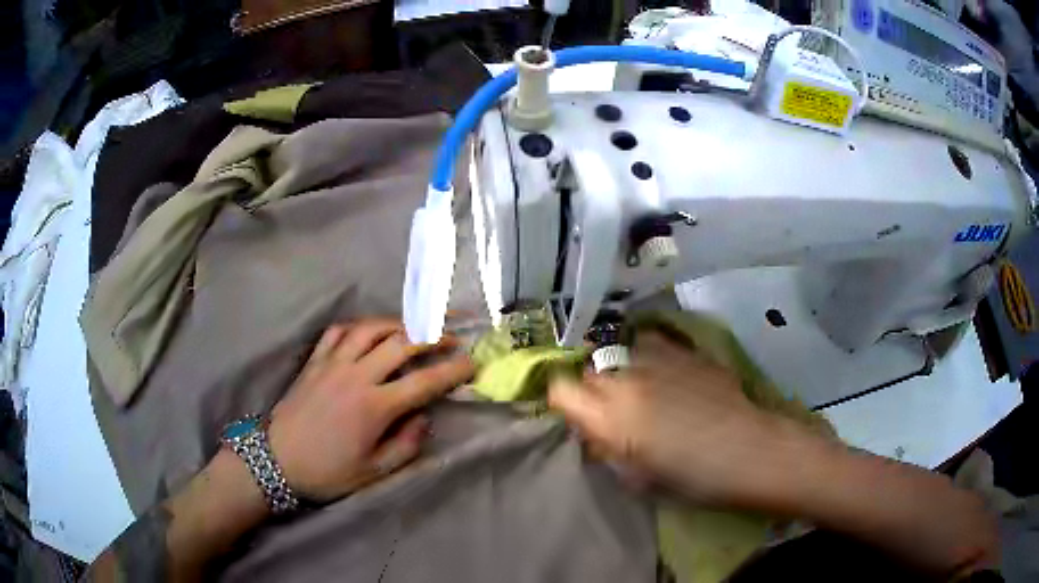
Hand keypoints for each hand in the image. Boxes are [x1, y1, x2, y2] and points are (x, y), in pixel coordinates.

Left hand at [267, 319, 473, 501]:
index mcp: (374, 407)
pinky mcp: (314, 361)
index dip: (452, 370)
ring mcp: (332, 363)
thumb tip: (424, 419)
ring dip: (399, 323)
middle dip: (433, 335)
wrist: (276, 460)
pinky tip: (369, 331)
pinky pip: (338, 331)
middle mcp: (356, 376)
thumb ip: (405, 446)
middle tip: (453, 335)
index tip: (472, 364)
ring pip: (370, 329)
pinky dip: (359, 326)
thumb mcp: (373, 472)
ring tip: (416, 326)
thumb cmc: (327, 471)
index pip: (423, 382)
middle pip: (401, 343)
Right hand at [549, 332, 783, 505]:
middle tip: (612, 411)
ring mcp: (655, 360)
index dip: (563, 401)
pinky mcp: (682, 350)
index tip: (575, 414)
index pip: (560, 390)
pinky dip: (648, 357)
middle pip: (588, 373)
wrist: (746, 448)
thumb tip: (595, 435)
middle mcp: (626, 381)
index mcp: (611, 418)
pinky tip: (666, 373)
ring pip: (618, 355)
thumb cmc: (693, 476)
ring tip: (642, 389)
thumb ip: (608, 451)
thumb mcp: (639, 478)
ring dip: (621, 372)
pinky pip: (651, 344)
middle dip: (593, 391)